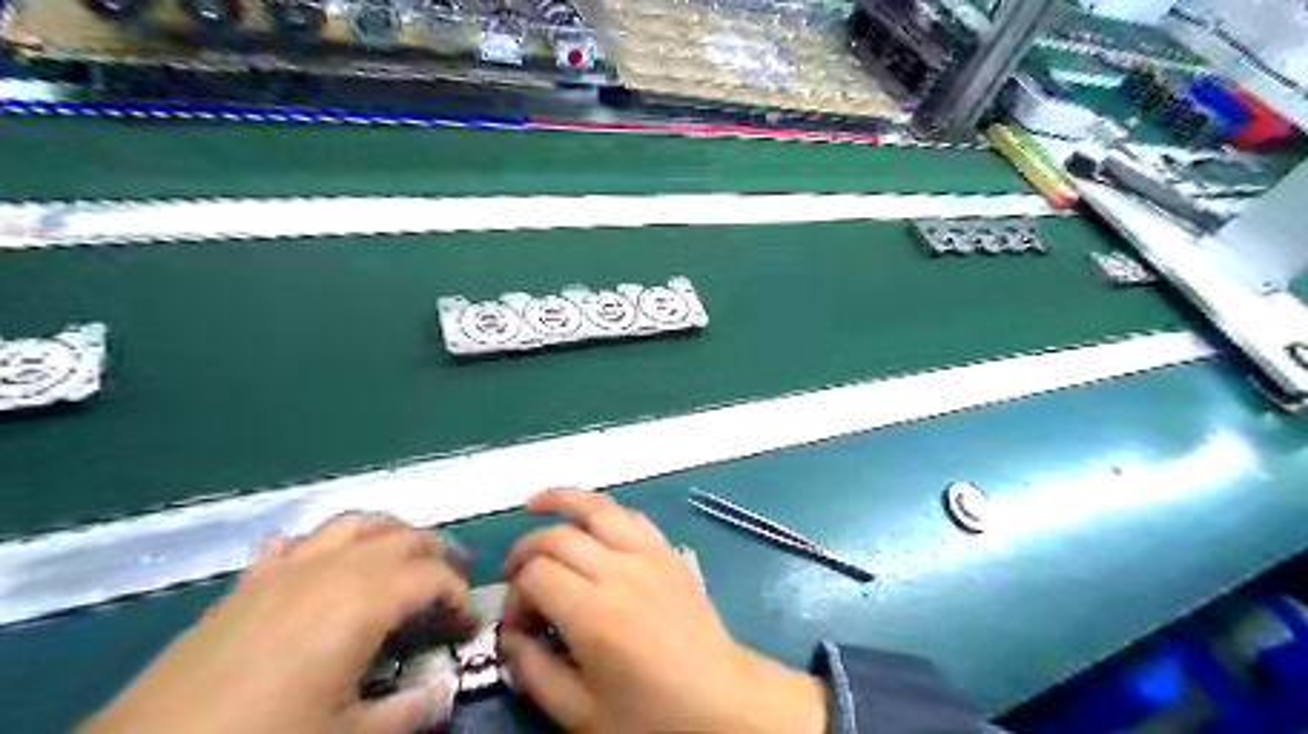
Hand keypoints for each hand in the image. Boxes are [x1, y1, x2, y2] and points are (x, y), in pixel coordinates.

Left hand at [79, 513, 469, 732]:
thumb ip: (411, 711)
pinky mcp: (249, 582)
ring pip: (355, 524)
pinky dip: (327, 543)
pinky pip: (299, 542)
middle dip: (435, 555)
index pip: (433, 576)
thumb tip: (447, 691)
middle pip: (402, 538)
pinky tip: (328, 561)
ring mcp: (287, 568)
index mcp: (364, 599)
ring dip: (389, 534)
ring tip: (402, 557)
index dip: (458, 594)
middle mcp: (333, 568)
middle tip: (447, 584)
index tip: (466, 622)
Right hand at [495, 486, 819, 732]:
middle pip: (557, 536)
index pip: (535, 574)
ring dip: (562, 500)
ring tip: (535, 503)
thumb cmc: (650, 715)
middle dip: (525, 550)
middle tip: (514, 577)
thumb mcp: (579, 712)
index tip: (517, 623)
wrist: (719, 700)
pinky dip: (604, 509)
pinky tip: (589, 517)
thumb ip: (533, 671)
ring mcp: (648, 555)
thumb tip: (510, 634)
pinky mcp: (668, 551)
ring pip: (597, 508)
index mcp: (594, 613)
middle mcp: (619, 571)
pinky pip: (631, 516)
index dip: (513, 594)